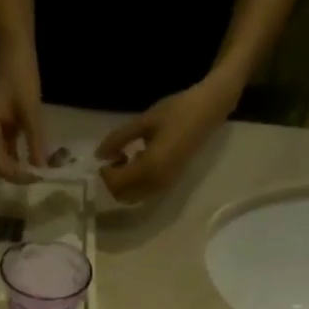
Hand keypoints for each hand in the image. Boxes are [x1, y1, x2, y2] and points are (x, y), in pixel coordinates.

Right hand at [0, 44, 45, 181]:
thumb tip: (41, 169)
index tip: (32, 179)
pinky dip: (16, 159)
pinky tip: (30, 164)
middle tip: (34, 180)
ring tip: (33, 175)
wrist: (17, 53)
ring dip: (15, 169)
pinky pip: (5, 150)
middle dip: (13, 174)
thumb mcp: (31, 111)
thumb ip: (35, 141)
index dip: (12, 173)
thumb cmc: (22, 78)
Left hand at [94, 74, 241, 203]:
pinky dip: (134, 183)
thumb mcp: (144, 122)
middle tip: (115, 156)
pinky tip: (139, 160)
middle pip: (123, 196)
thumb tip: (99, 154)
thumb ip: (119, 139)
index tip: (105, 154)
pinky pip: (144, 192)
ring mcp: (164, 186)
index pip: (117, 184)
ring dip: (123, 183)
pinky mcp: (169, 183)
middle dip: (113, 181)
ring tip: (126, 157)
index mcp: (149, 168)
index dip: (106, 172)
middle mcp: (156, 184)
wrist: (208, 110)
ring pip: (133, 197)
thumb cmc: (177, 111)